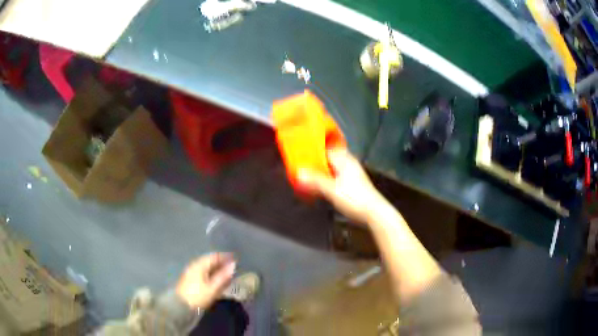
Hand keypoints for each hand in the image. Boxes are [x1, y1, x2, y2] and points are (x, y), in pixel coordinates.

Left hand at [176, 253, 235, 308]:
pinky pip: (202, 272)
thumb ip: (223, 276)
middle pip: (208, 261)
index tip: (234, 258)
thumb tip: (233, 265)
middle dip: (220, 262)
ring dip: (215, 268)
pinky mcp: (189, 279)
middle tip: (231, 266)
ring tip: (225, 273)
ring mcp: (190, 272)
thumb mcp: (213, 288)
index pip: (213, 257)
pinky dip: (210, 273)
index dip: (224, 257)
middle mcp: (193, 266)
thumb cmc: (198, 296)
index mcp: (199, 265)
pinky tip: (215, 279)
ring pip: (205, 267)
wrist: (180, 306)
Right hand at [298, 148, 385, 223]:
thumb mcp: (332, 190)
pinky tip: (320, 187)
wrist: (374, 213)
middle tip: (302, 167)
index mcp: (344, 161)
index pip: (326, 149)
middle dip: (316, 163)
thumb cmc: (355, 199)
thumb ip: (315, 181)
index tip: (300, 154)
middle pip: (329, 159)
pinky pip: (336, 177)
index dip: (313, 151)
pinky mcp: (353, 185)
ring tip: (308, 177)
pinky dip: (327, 180)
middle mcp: (349, 164)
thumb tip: (298, 173)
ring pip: (332, 169)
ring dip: (321, 172)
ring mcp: (352, 174)